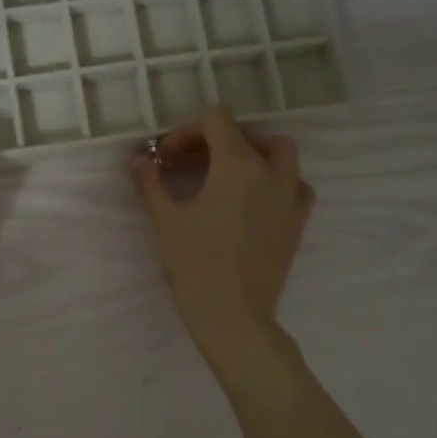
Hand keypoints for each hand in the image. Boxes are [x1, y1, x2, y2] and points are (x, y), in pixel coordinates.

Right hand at [130, 107, 313, 364]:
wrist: (233, 316)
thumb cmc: (195, 265)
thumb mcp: (165, 221)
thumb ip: (151, 183)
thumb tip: (139, 160)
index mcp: (237, 166)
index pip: (216, 121)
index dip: (187, 131)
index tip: (166, 158)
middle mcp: (270, 173)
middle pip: (249, 134)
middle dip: (218, 140)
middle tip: (192, 163)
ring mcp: (289, 198)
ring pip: (282, 154)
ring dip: (254, 153)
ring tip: (228, 173)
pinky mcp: (297, 223)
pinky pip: (296, 186)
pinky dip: (278, 181)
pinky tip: (257, 199)